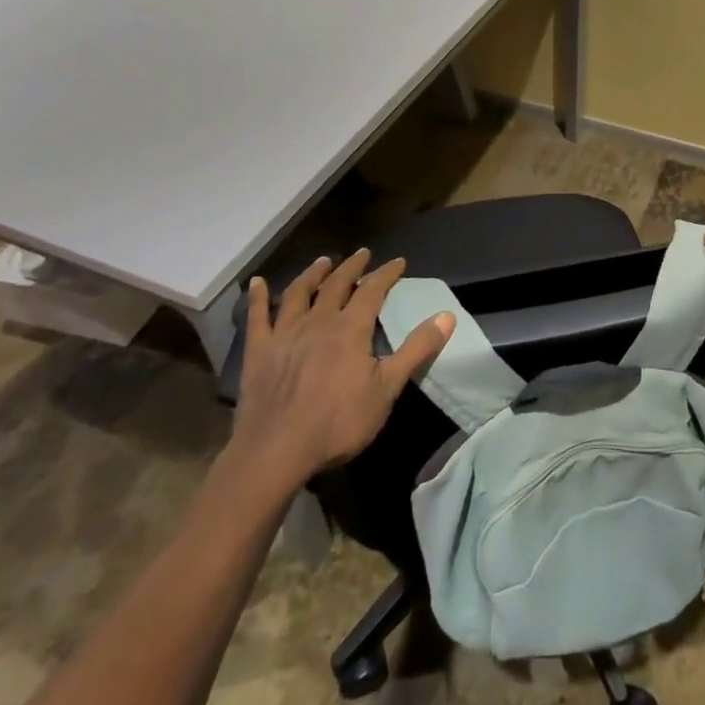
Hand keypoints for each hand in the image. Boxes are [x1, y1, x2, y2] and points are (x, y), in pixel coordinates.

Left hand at [217, 249, 452, 512]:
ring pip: (299, 293)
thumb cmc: (338, 422)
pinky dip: (258, 297)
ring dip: (313, 274)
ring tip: (323, 261)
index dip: (387, 273)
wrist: (276, 452)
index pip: (373, 290)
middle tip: (362, 253)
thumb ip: (416, 349)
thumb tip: (447, 315)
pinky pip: (257, 317)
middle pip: (337, 284)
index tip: (398, 262)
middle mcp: (318, 321)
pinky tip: (257, 283)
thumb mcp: (387, 388)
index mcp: (350, 328)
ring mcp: (285, 334)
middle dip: (352, 266)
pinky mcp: (259, 352)